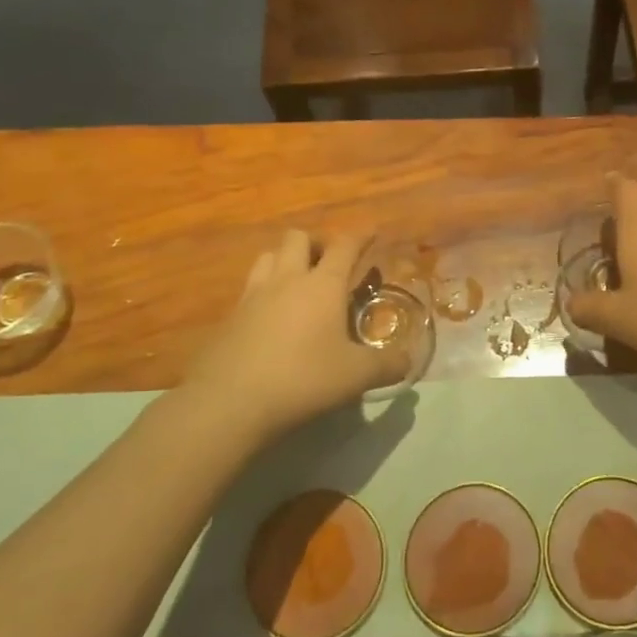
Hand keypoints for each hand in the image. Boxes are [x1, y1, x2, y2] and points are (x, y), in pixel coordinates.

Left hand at [172, 230, 406, 448]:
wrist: (229, 403)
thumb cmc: (303, 379)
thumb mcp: (356, 376)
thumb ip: (387, 365)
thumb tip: (408, 362)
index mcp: (323, 285)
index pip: (344, 246)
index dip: (360, 236)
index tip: (371, 233)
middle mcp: (287, 280)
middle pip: (297, 238)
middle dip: (315, 243)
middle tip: (328, 263)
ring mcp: (253, 296)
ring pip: (267, 257)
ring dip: (284, 260)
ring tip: (297, 282)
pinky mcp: (229, 318)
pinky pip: (248, 289)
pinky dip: (263, 292)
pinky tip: (270, 318)